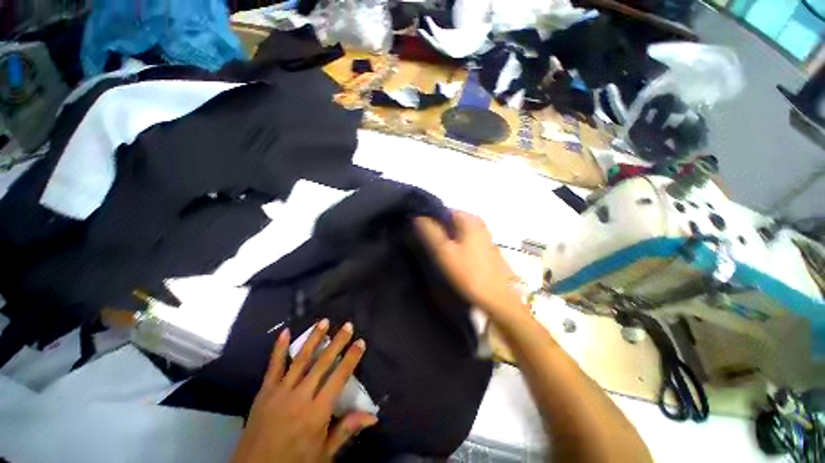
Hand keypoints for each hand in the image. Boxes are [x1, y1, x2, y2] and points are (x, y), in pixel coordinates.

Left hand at [232, 319, 377, 462]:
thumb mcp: (324, 453)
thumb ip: (347, 429)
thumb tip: (373, 415)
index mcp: (317, 411)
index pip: (339, 377)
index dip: (351, 358)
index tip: (360, 342)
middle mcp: (301, 396)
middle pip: (323, 363)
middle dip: (337, 342)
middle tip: (348, 325)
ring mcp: (280, 391)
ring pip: (301, 359)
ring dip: (314, 338)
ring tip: (324, 322)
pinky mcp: (264, 391)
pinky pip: (273, 366)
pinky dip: (279, 348)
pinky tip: (285, 332)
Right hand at [414, 211, 525, 318]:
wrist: (497, 297)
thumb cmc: (469, 273)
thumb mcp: (444, 252)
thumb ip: (430, 232)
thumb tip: (418, 216)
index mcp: (470, 220)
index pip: (444, 211)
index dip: (431, 219)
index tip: (422, 232)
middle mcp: (479, 223)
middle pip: (452, 221)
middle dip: (440, 229)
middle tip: (430, 244)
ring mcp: (484, 236)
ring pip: (459, 231)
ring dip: (448, 238)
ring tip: (439, 252)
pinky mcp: (486, 248)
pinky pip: (466, 240)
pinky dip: (457, 244)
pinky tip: (454, 257)